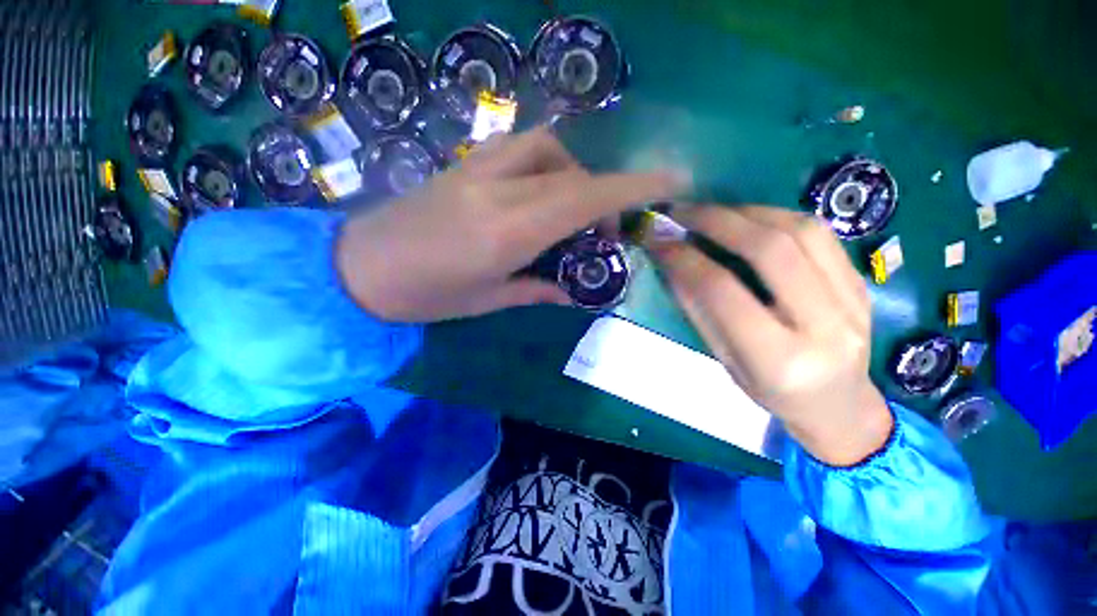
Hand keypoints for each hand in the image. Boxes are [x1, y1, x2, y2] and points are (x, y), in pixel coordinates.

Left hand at [336, 127, 683, 322]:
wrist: (359, 267)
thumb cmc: (426, 295)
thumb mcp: (490, 300)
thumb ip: (540, 289)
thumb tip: (577, 291)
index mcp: (507, 232)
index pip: (584, 198)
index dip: (634, 187)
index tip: (672, 181)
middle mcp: (498, 191)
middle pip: (573, 174)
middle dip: (604, 196)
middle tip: (603, 232)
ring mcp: (478, 169)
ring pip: (548, 148)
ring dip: (573, 175)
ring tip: (568, 212)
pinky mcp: (465, 164)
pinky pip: (520, 148)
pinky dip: (546, 164)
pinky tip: (538, 192)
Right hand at [651, 206, 891, 465]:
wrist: (840, 404)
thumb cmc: (772, 392)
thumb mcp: (725, 360)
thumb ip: (699, 310)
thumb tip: (671, 262)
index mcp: (780, 360)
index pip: (723, 292)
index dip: (685, 259)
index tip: (658, 241)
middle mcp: (824, 326)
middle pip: (769, 250)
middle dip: (717, 221)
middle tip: (681, 212)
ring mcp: (854, 299)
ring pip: (799, 231)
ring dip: (746, 212)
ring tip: (711, 213)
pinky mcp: (862, 281)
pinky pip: (819, 233)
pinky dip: (775, 216)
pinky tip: (748, 219)